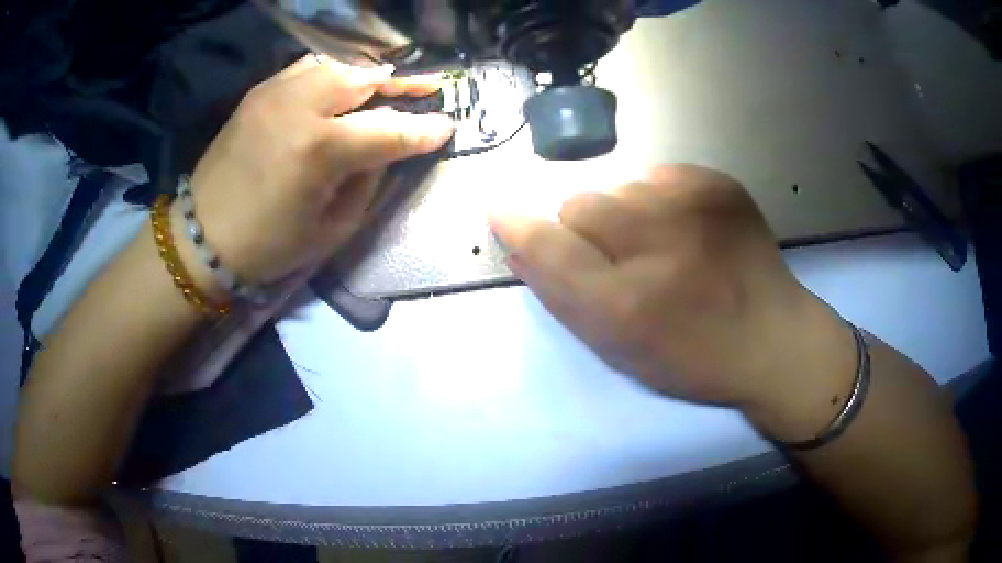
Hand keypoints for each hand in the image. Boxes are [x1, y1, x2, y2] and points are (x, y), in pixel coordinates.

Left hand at [185, 55, 454, 286]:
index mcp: (319, 150)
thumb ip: (368, 180)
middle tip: (431, 88)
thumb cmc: (268, 246)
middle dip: (403, 85)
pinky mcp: (258, 91)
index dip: (424, 129)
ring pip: (338, 66)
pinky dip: (333, 74)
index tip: (448, 126)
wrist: (201, 238)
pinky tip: (343, 86)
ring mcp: (275, 92)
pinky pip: (308, 68)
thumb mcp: (332, 227)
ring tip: (389, 84)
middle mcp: (299, 106)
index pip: (389, 130)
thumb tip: (388, 149)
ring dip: (369, 76)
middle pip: (366, 81)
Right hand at [491, 165, 855, 416]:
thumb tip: (521, 243)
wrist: (773, 338)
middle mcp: (657, 243)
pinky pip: (658, 176)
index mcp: (626, 303)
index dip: (519, 226)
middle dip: (586, 231)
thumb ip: (565, 296)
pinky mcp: (718, 184)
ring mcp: (694, 205)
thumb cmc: (693, 357)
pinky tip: (688, 230)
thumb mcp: (620, 350)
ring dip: (626, 216)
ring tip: (663, 247)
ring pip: (619, 187)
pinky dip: (660, 201)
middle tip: (622, 260)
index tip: (502, 212)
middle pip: (580, 203)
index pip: (549, 245)